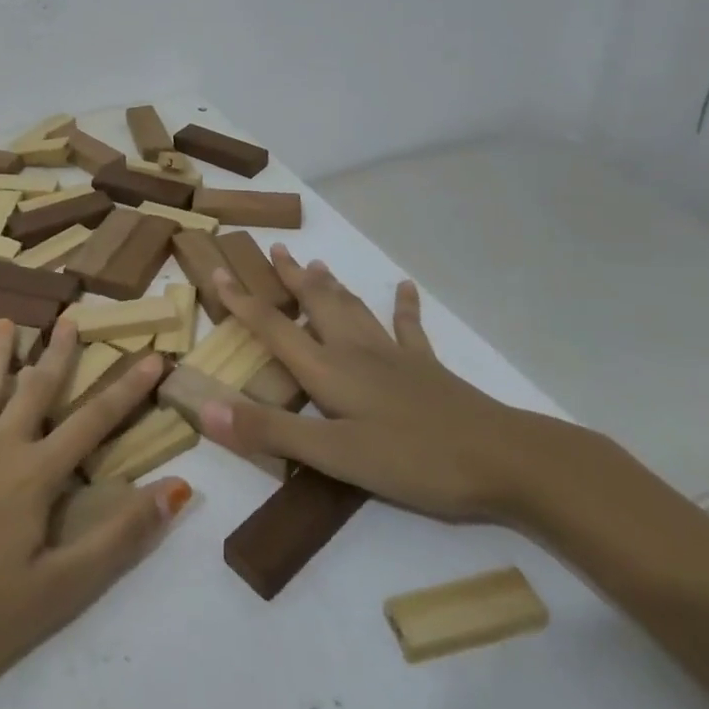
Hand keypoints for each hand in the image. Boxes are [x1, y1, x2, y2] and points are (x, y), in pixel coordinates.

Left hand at [0, 320, 193, 699]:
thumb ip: (118, 537)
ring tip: (6, 322)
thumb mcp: (61, 590)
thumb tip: (175, 490)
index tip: (153, 356)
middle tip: (70, 318)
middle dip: (57, 354)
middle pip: (35, 391)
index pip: (93, 422)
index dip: (127, 389)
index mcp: (35, 476)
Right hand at [199, 246, 550, 522]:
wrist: (503, 459)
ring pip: (353, 310)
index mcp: (329, 370)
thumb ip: (269, 431)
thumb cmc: (413, 458)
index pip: (274, 328)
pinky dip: (402, 307)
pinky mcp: (427, 368)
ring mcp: (394, 356)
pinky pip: (408, 328)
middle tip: (277, 249)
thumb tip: (205, 407)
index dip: (243, 302)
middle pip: (316, 305)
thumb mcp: (334, 454)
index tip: (219, 271)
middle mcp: (356, 352)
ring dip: (330, 286)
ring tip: (316, 262)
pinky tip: (403, 288)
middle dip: (292, 279)